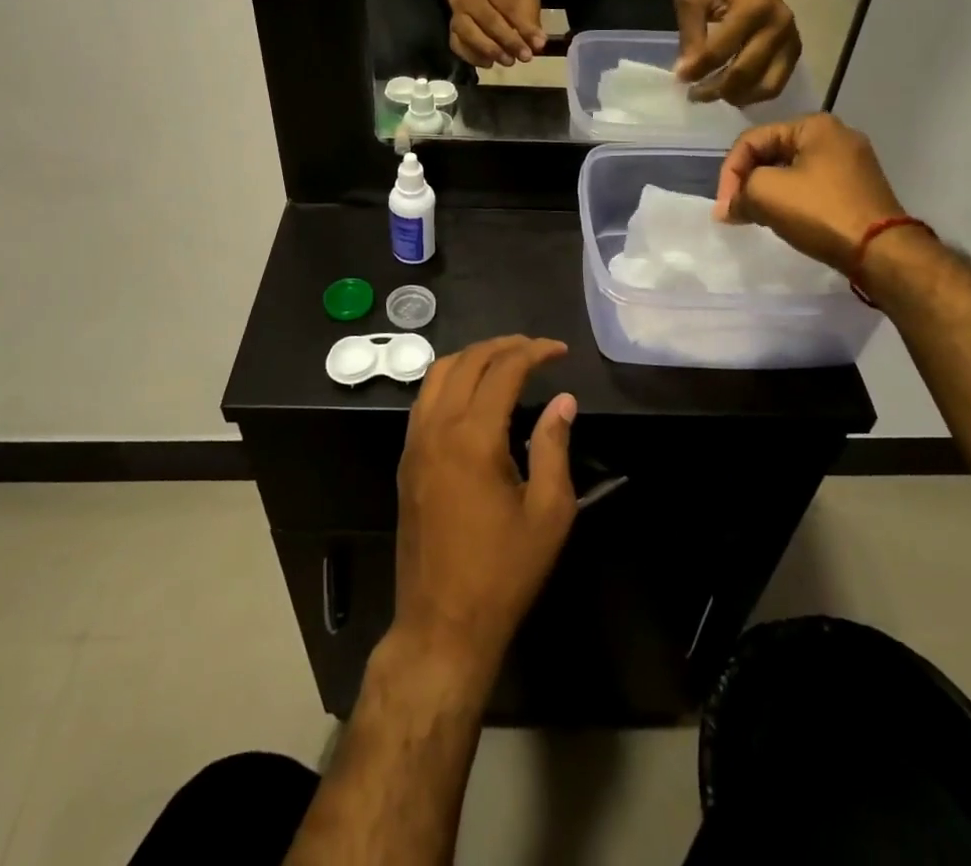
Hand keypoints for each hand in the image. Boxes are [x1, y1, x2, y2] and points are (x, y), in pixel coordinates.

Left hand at [395, 337, 577, 684]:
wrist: (442, 624)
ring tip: (507, 361)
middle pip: (467, 361)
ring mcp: (415, 443)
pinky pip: (424, 399)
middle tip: (536, 350)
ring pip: (438, 373)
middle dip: (504, 346)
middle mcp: (438, 428)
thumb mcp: (549, 513)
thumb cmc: (503, 572)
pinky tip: (474, 393)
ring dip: (473, 357)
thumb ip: (555, 447)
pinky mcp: (406, 460)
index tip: (560, 351)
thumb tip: (563, 400)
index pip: (504, 370)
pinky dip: (450, 380)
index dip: (535, 352)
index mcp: (474, 438)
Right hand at [445, 0, 545, 67]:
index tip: (539, 44)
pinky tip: (489, 62)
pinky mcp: (451, 32)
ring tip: (509, 61)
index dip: (525, 26)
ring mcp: (457, 16)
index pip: (509, 5)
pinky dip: (473, 57)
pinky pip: (458, 46)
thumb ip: (529, 19)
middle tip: (525, 57)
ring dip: (491, 50)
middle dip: (509, 41)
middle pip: (489, 20)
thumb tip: (538, 43)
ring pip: (470, 34)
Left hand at [674, 0, 800, 103]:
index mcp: (753, 7)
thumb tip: (687, 72)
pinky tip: (733, 92)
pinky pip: (775, 85)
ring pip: (764, 86)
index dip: (697, 70)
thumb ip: (690, 32)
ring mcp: (790, 40)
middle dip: (715, 90)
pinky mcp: (794, 52)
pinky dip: (753, 95)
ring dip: (735, 97)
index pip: (720, 50)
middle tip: (694, 94)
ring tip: (713, 94)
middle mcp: (778, 25)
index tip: (680, 78)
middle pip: (744, 73)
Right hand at [714, 114, 909, 275]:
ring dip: (766, 192)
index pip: (753, 139)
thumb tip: (729, 208)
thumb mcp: (766, 192)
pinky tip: (782, 219)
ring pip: (791, 171)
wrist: (881, 252)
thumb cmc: (821, 212)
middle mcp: (837, 136)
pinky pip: (811, 186)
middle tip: (734, 211)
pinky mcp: (858, 189)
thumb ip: (739, 192)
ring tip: (753, 217)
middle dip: (747, 182)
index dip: (729, 171)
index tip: (724, 207)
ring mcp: (852, 163)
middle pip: (772, 153)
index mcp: (815, 125)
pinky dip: (790, 200)